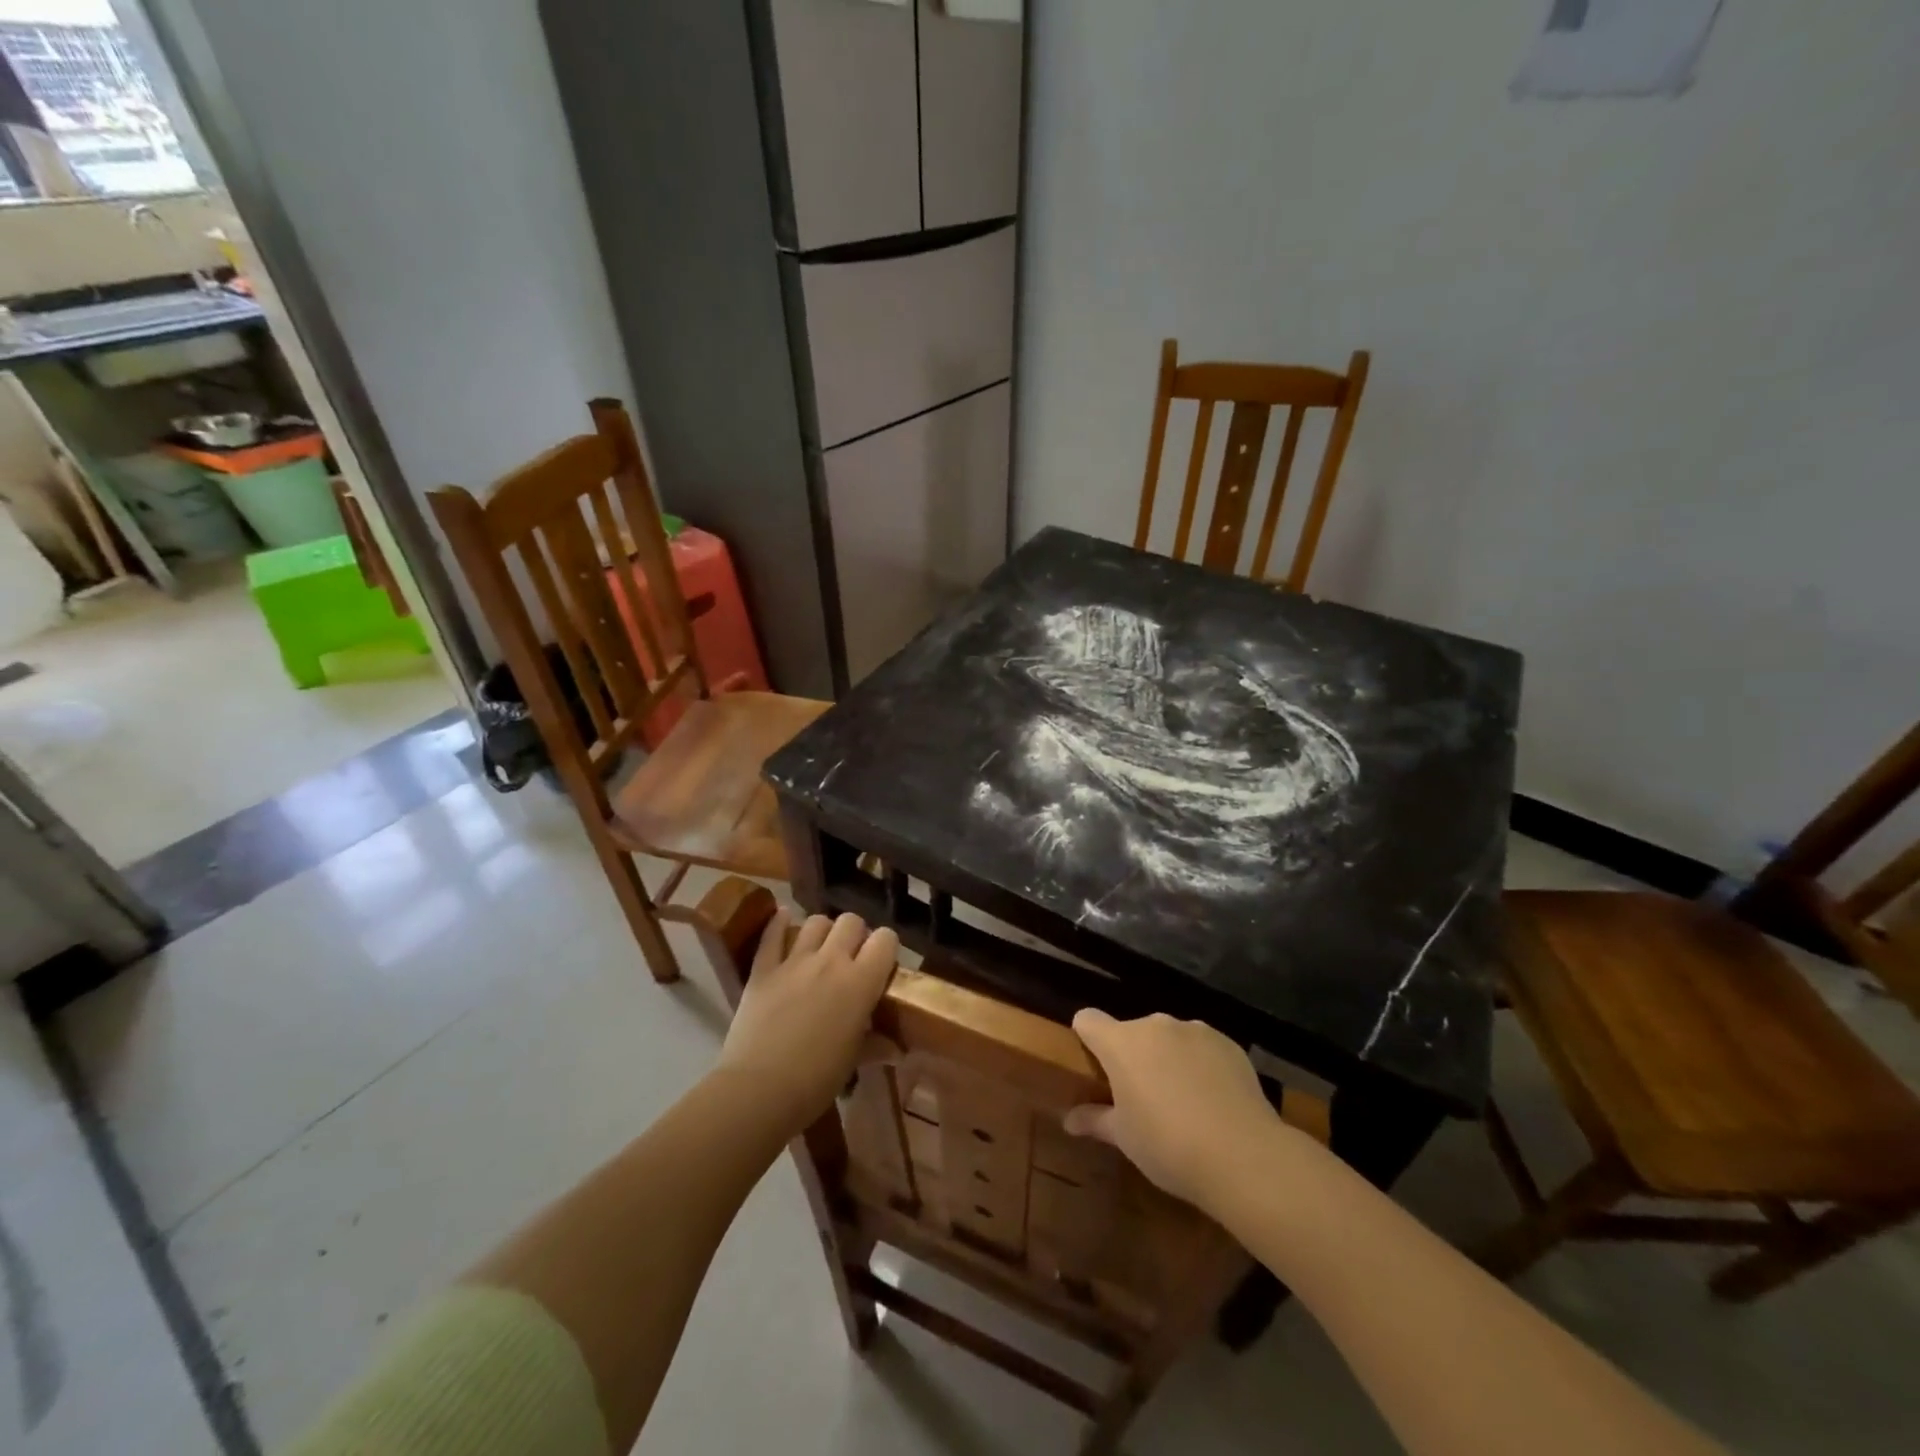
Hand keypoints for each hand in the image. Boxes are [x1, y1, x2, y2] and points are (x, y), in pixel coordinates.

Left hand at [716, 911, 899, 1131]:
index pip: (885, 939)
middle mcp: (831, 961)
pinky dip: (779, 923)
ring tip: (820, 949)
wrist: (758, 1091)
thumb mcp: (853, 1062)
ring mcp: (794, 961)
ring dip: (823, 931)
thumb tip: (897, 1050)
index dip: (886, 947)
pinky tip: (783, 920)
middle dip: (855, 935)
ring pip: (816, 921)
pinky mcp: (763, 969)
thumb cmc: (816, 1080)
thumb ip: (876, 1046)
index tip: (881, 965)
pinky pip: (772, 933)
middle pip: (851, 921)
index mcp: (860, 982)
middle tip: (851, 959)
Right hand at [1064, 1009, 1285, 1209]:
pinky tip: (1213, 1100)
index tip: (1093, 1065)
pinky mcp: (1228, 1043)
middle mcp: (1155, 1025)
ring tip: (1183, 1101)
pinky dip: (1200, 1064)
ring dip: (1167, 1058)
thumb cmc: (1168, 1146)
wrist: (1243, 1155)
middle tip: (1141, 1097)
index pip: (1088, 1020)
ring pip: (1169, 1038)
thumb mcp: (1125, 1138)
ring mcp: (1195, 1030)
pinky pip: (1202, 1047)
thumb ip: (1095, 1121)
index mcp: (1121, 1042)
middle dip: (1133, 1057)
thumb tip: (1069, 1121)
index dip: (1086, 1037)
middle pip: (1132, 1031)